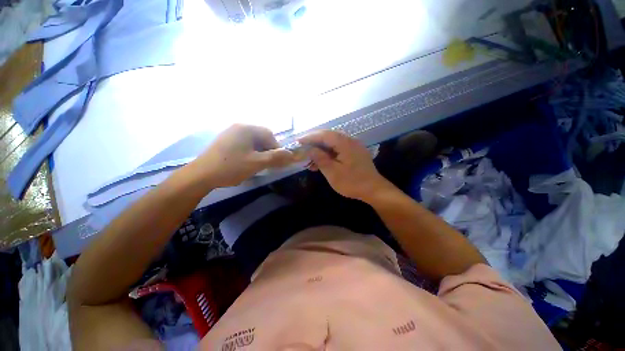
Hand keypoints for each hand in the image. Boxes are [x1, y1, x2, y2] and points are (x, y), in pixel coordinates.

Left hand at [187, 124, 293, 188]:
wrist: (200, 175)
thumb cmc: (231, 167)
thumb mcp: (256, 163)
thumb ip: (275, 157)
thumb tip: (291, 154)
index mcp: (246, 128)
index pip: (269, 135)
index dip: (276, 148)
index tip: (275, 161)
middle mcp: (238, 127)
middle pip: (261, 137)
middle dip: (267, 150)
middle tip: (265, 163)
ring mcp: (230, 133)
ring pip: (253, 141)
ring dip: (259, 152)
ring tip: (255, 164)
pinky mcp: (225, 141)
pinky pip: (244, 144)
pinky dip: (249, 152)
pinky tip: (245, 162)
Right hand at [299, 130, 394, 201]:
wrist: (374, 190)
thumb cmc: (352, 182)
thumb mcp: (333, 172)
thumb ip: (320, 158)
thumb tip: (310, 149)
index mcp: (345, 143)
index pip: (324, 135)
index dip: (310, 137)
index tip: (298, 141)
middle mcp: (350, 140)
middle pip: (328, 137)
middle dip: (314, 142)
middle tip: (303, 148)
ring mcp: (353, 146)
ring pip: (333, 144)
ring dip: (321, 149)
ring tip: (310, 159)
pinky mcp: (355, 153)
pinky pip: (339, 149)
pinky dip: (329, 154)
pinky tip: (322, 162)